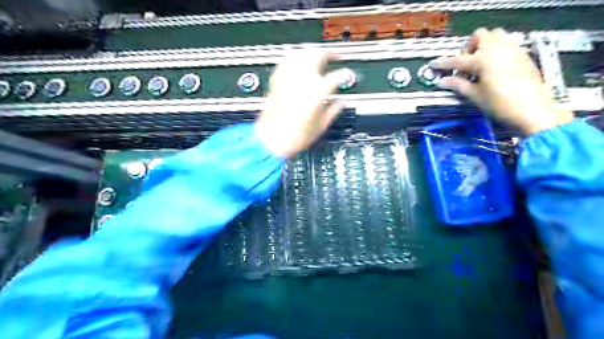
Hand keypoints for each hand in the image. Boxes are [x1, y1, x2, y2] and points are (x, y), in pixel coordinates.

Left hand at [254, 50, 346, 158]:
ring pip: (301, 53)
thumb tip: (341, 102)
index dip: (346, 75)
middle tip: (336, 55)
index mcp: (318, 91)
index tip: (348, 76)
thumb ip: (334, 110)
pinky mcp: (277, 81)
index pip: (338, 76)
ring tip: (318, 54)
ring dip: (312, 51)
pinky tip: (298, 61)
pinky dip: (295, 58)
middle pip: (318, 54)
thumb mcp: (321, 126)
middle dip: (330, 53)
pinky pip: (287, 61)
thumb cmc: (294, 137)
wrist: (271, 141)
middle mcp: (303, 79)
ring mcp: (288, 78)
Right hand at [432, 28, 571, 135]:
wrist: (532, 110)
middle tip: (463, 65)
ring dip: (483, 46)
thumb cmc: (502, 104)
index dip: (443, 63)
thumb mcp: (475, 95)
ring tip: (478, 64)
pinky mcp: (522, 55)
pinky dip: (495, 51)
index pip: (458, 59)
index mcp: (483, 59)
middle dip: (468, 48)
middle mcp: (499, 49)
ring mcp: (513, 50)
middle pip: (480, 36)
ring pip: (495, 36)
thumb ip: (458, 85)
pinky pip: (506, 44)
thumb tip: (444, 81)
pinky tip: (492, 68)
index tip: (435, 65)